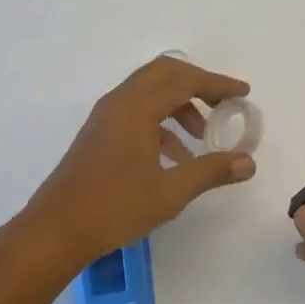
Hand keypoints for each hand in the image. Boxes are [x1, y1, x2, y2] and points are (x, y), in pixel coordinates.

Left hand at [18, 55, 256, 273]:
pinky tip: (175, 157)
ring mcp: (106, 116)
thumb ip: (211, 171)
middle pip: (165, 73)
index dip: (217, 84)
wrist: (56, 230)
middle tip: (223, 104)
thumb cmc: (115, 207)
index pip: (185, 80)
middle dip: (198, 84)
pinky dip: (161, 122)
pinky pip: (136, 111)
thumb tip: (248, 162)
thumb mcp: (171, 192)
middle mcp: (120, 102)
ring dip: (179, 105)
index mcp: (137, 107)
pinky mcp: (99, 133)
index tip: (243, 93)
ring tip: (201, 137)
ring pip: (149, 92)